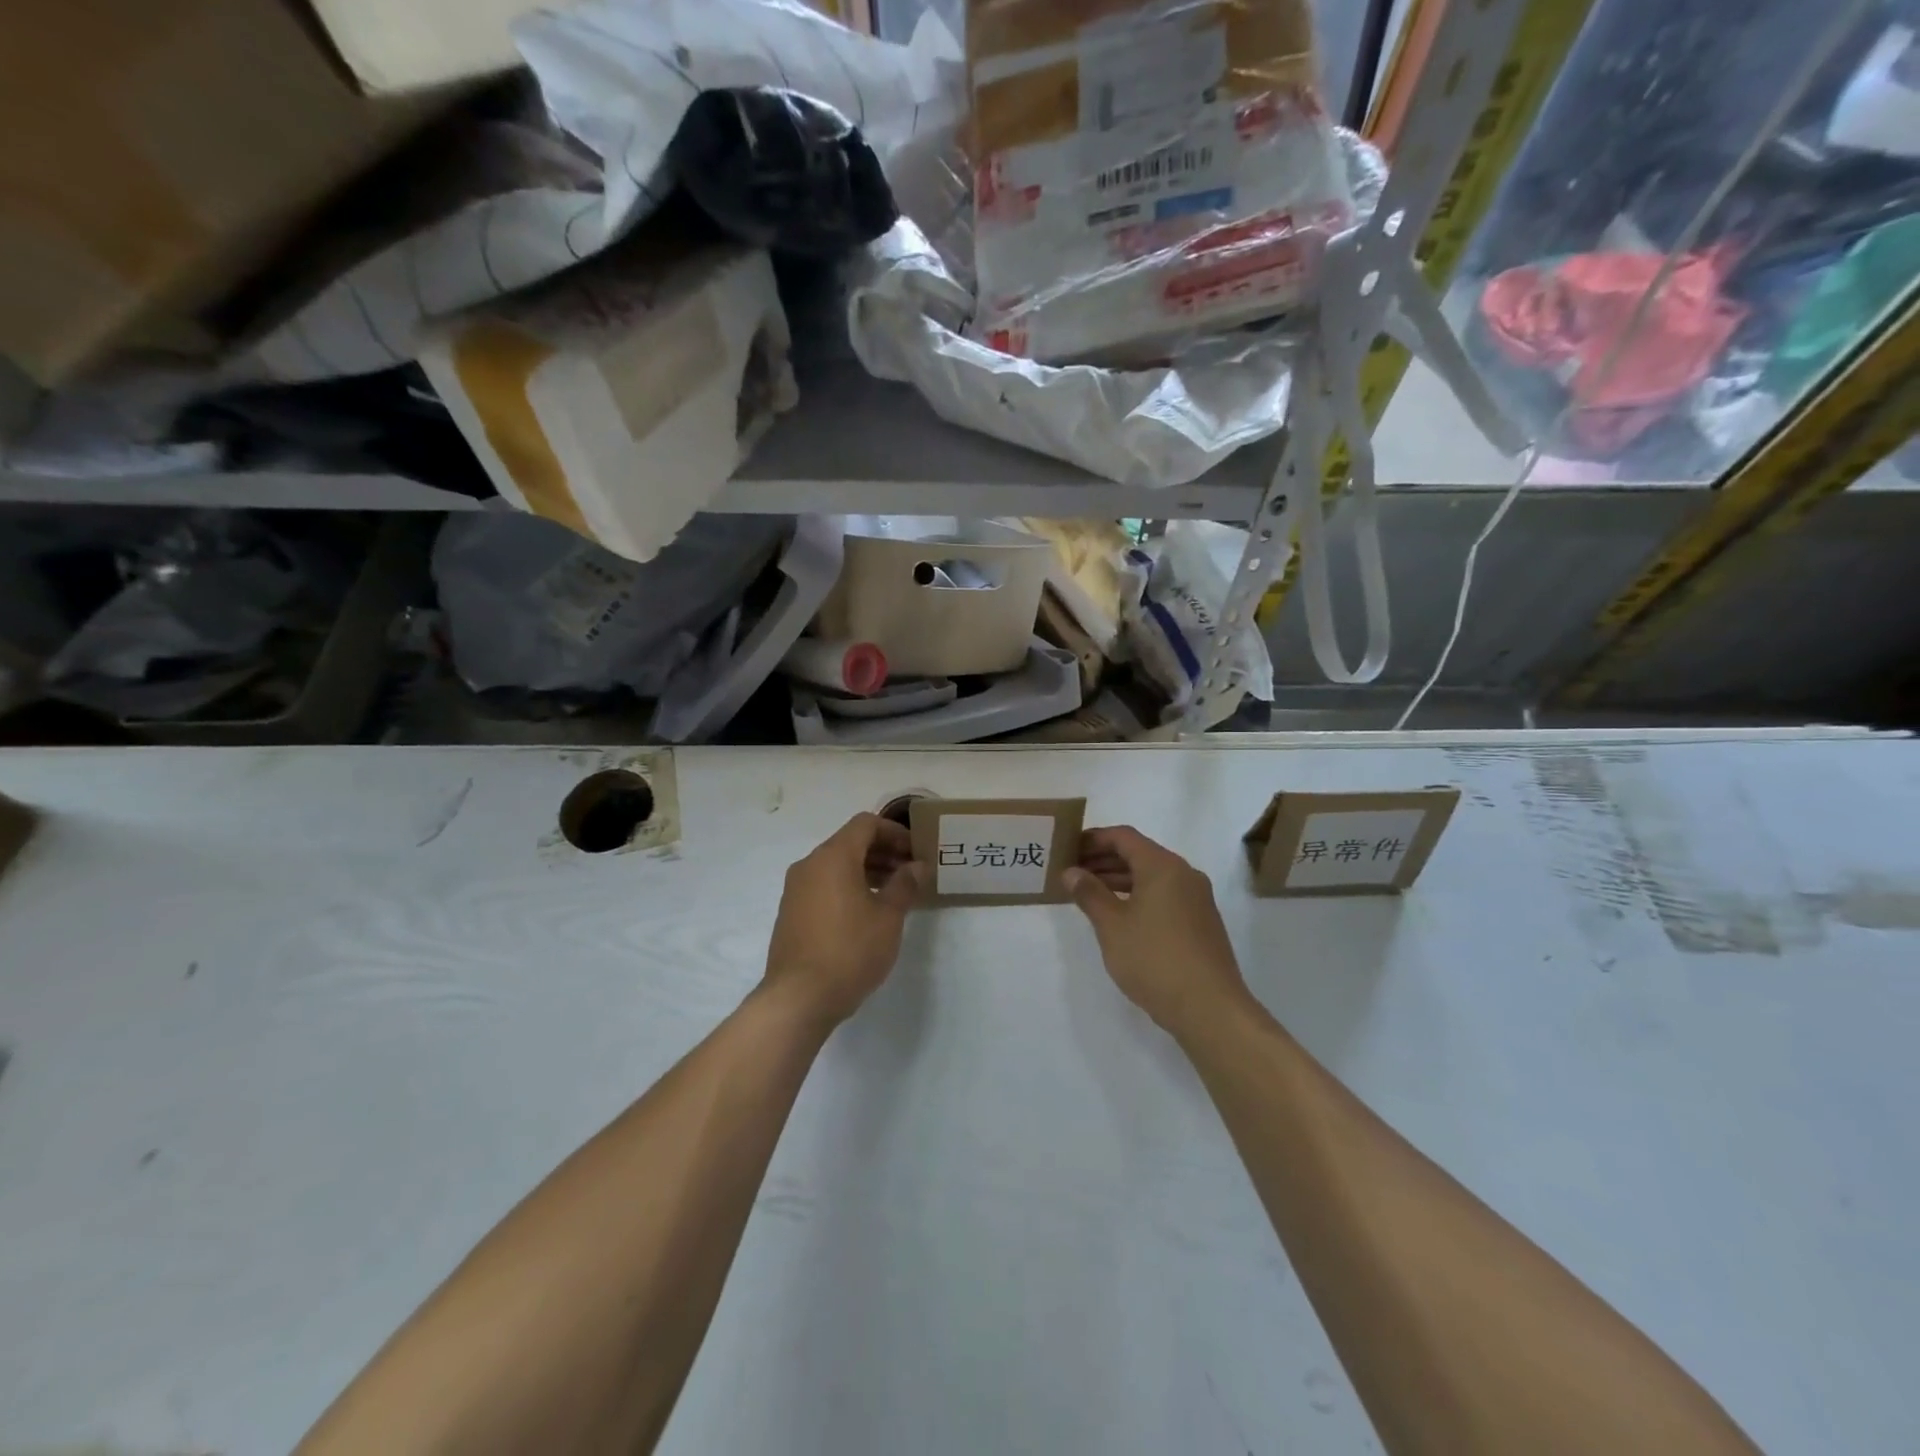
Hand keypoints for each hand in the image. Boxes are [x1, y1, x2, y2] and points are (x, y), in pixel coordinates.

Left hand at [763, 813, 921, 1028]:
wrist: (799, 998)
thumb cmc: (850, 950)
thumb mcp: (888, 917)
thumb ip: (905, 884)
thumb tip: (916, 866)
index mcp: (833, 856)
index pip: (866, 824)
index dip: (894, 832)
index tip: (916, 852)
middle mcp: (810, 864)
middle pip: (850, 842)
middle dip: (883, 851)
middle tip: (910, 873)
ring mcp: (796, 889)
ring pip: (836, 865)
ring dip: (866, 870)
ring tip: (893, 894)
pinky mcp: (791, 912)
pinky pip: (824, 885)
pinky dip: (848, 886)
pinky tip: (867, 913)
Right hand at [1063, 826, 1253, 1039]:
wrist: (1209, 1008)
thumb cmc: (1154, 959)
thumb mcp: (1112, 926)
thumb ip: (1089, 894)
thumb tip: (1071, 872)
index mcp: (1163, 866)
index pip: (1123, 837)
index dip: (1093, 839)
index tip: (1068, 848)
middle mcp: (1184, 875)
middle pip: (1139, 854)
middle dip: (1104, 860)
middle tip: (1072, 872)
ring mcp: (1197, 899)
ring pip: (1152, 877)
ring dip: (1119, 880)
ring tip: (1088, 894)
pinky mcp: (1201, 923)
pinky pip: (1164, 896)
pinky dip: (1138, 897)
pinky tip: (1119, 916)